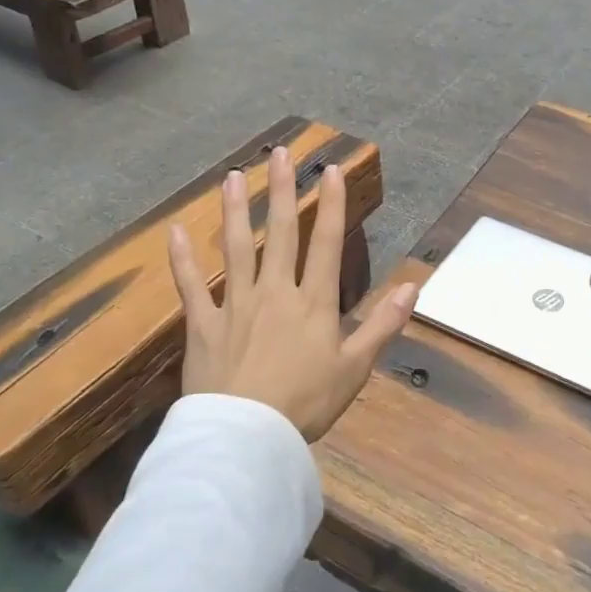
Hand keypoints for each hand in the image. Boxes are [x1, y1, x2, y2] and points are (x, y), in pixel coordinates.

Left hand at [169, 145, 417, 441]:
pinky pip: (191, 286)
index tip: (330, 170)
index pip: (327, 243)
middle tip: (278, 153)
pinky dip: (182, 259)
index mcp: (314, 303)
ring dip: (234, 210)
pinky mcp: (203, 325)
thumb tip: (413, 285)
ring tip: (233, 177)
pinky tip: (176, 230)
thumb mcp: (355, 368)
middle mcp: (275, 292)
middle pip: (280, 233)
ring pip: (236, 248)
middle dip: (281, 191)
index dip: (331, 205)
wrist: (247, 438)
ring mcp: (236, 305)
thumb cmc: (306, 404)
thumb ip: (383, 324)